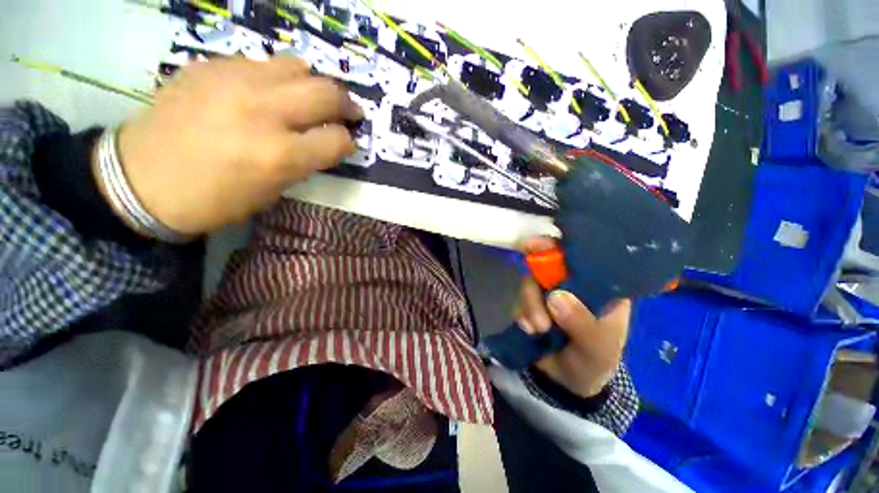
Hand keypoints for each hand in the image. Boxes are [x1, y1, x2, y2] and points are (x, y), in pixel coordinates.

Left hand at [98, 58, 362, 235]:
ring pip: (298, 67)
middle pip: (326, 93)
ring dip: (315, 84)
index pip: (338, 139)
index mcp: (281, 155)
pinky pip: (262, 63)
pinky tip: (271, 92)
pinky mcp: (212, 66)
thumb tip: (322, 142)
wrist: (143, 178)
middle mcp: (264, 112)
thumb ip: (303, 162)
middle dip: (347, 104)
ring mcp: (235, 81)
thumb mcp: (273, 190)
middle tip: (351, 112)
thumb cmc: (215, 199)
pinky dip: (278, 78)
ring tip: (314, 97)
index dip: (348, 142)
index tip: (347, 143)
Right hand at [514, 237, 630, 397]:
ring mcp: (547, 293)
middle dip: (535, 277)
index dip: (560, 246)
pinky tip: (529, 330)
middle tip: (532, 288)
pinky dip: (521, 313)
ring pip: (529, 282)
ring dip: (529, 304)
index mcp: (597, 286)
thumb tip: (556, 297)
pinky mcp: (530, 305)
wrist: (567, 384)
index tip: (537, 244)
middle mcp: (570, 284)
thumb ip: (582, 324)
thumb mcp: (598, 348)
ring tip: (538, 329)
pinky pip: (518, 300)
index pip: (581, 257)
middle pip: (546, 264)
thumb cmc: (595, 362)